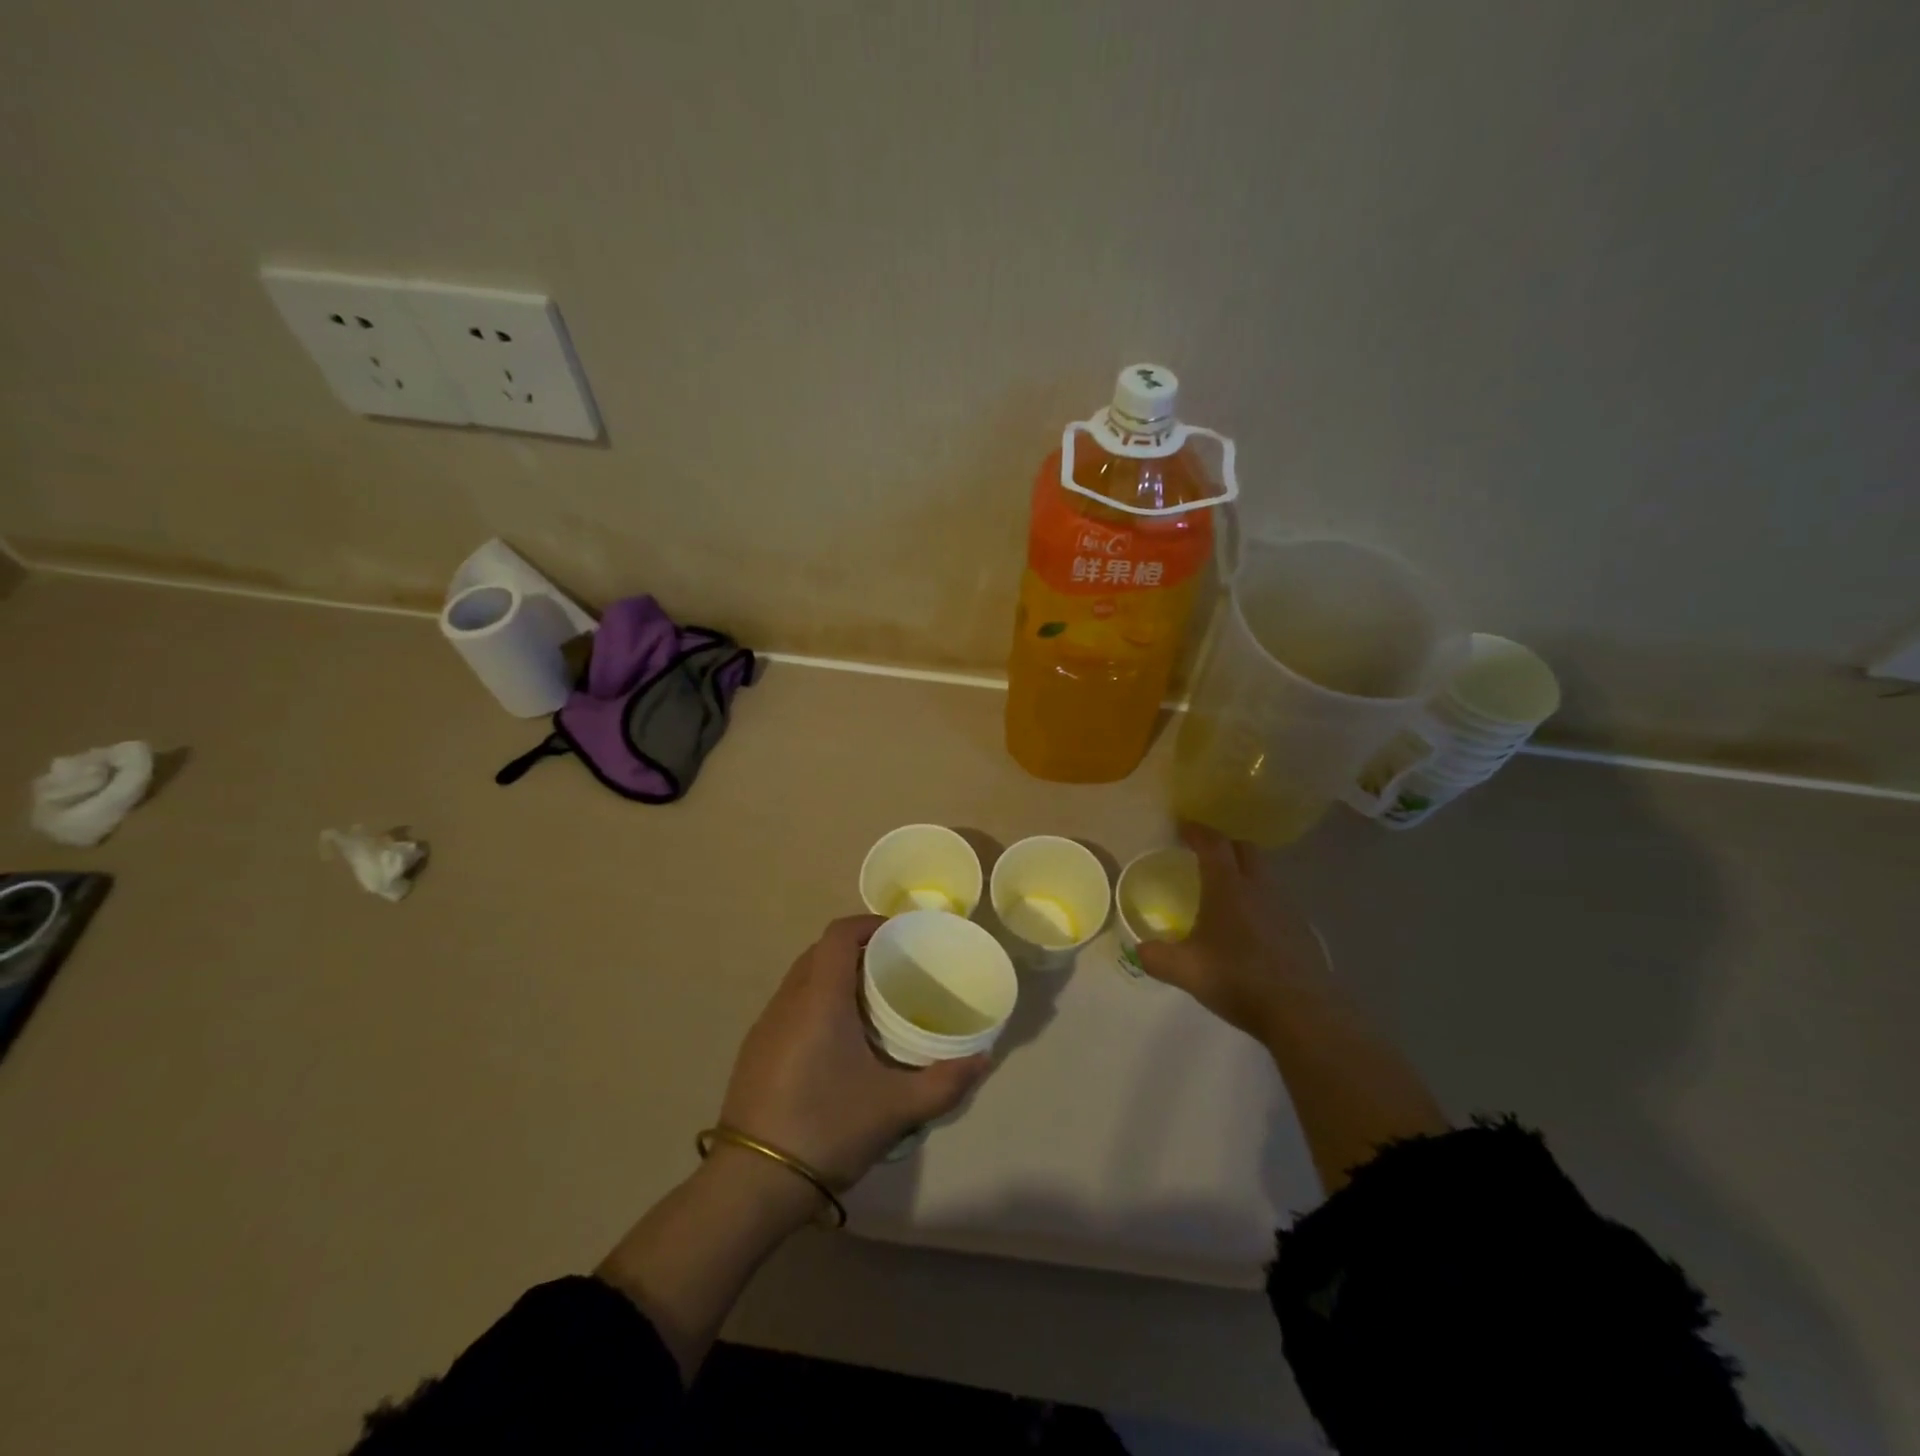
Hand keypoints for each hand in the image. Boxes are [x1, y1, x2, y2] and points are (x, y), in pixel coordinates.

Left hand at [719, 915, 990, 1187]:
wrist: (752, 1183)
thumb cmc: (827, 1128)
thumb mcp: (896, 1108)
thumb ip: (945, 1082)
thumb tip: (983, 1060)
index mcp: (820, 998)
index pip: (839, 934)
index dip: (869, 924)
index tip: (899, 935)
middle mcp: (788, 1000)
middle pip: (820, 951)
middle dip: (856, 949)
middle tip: (892, 968)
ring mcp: (766, 1026)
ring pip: (802, 979)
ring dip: (833, 976)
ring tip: (869, 1002)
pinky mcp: (754, 1051)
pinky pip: (790, 1005)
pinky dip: (815, 1002)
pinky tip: (837, 1040)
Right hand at [1136, 822, 1328, 1041]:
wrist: (1302, 1012)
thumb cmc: (1238, 979)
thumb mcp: (1185, 971)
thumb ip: (1156, 957)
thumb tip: (1139, 949)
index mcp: (1228, 887)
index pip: (1213, 844)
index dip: (1197, 832)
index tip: (1183, 827)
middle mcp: (1259, 888)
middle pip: (1245, 849)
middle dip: (1224, 845)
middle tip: (1205, 855)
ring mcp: (1285, 907)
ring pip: (1264, 874)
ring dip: (1244, 872)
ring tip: (1226, 892)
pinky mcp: (1301, 930)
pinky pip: (1276, 901)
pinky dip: (1260, 901)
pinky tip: (1250, 928)